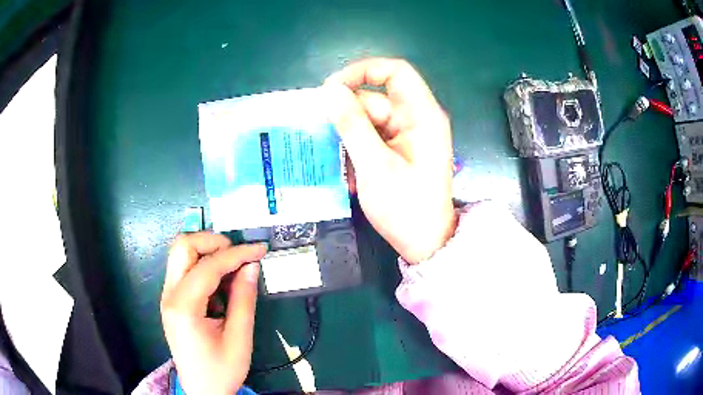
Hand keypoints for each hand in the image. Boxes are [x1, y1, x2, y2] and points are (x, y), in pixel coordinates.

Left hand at [160, 233, 265, 394]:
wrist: (202, 390)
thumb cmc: (221, 370)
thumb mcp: (239, 338)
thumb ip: (244, 299)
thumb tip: (251, 266)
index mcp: (184, 307)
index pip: (208, 265)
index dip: (237, 253)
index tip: (259, 249)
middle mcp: (169, 295)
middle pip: (183, 246)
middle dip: (213, 242)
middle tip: (239, 255)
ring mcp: (168, 297)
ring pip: (181, 254)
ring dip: (208, 253)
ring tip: (233, 271)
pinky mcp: (172, 301)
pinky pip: (185, 270)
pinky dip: (204, 267)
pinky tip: (222, 286)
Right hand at [324, 58, 456, 263]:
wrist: (425, 243)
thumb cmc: (405, 207)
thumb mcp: (374, 165)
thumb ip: (352, 124)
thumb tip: (330, 90)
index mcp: (422, 115)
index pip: (395, 72)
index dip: (363, 71)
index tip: (332, 89)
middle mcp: (417, 119)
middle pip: (376, 99)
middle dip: (347, 116)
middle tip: (322, 136)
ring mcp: (408, 135)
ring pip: (369, 121)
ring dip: (349, 138)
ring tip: (336, 162)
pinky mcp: (399, 150)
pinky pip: (372, 138)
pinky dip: (357, 150)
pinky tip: (350, 172)